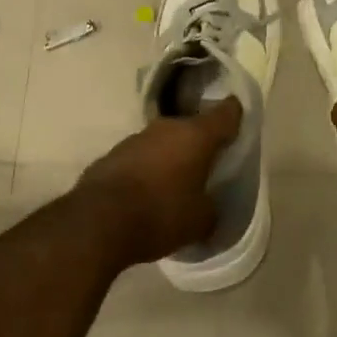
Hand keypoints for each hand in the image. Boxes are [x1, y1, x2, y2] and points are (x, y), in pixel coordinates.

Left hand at [73, 97, 242, 265]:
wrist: (97, 223)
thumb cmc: (161, 214)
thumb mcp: (201, 221)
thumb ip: (211, 207)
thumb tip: (207, 204)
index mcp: (196, 136)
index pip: (225, 113)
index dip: (235, 114)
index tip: (239, 118)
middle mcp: (166, 128)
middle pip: (191, 128)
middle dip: (200, 143)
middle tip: (207, 163)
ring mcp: (135, 139)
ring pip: (163, 142)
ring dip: (170, 157)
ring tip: (175, 183)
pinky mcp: (111, 155)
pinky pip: (139, 158)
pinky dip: (147, 170)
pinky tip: (146, 194)